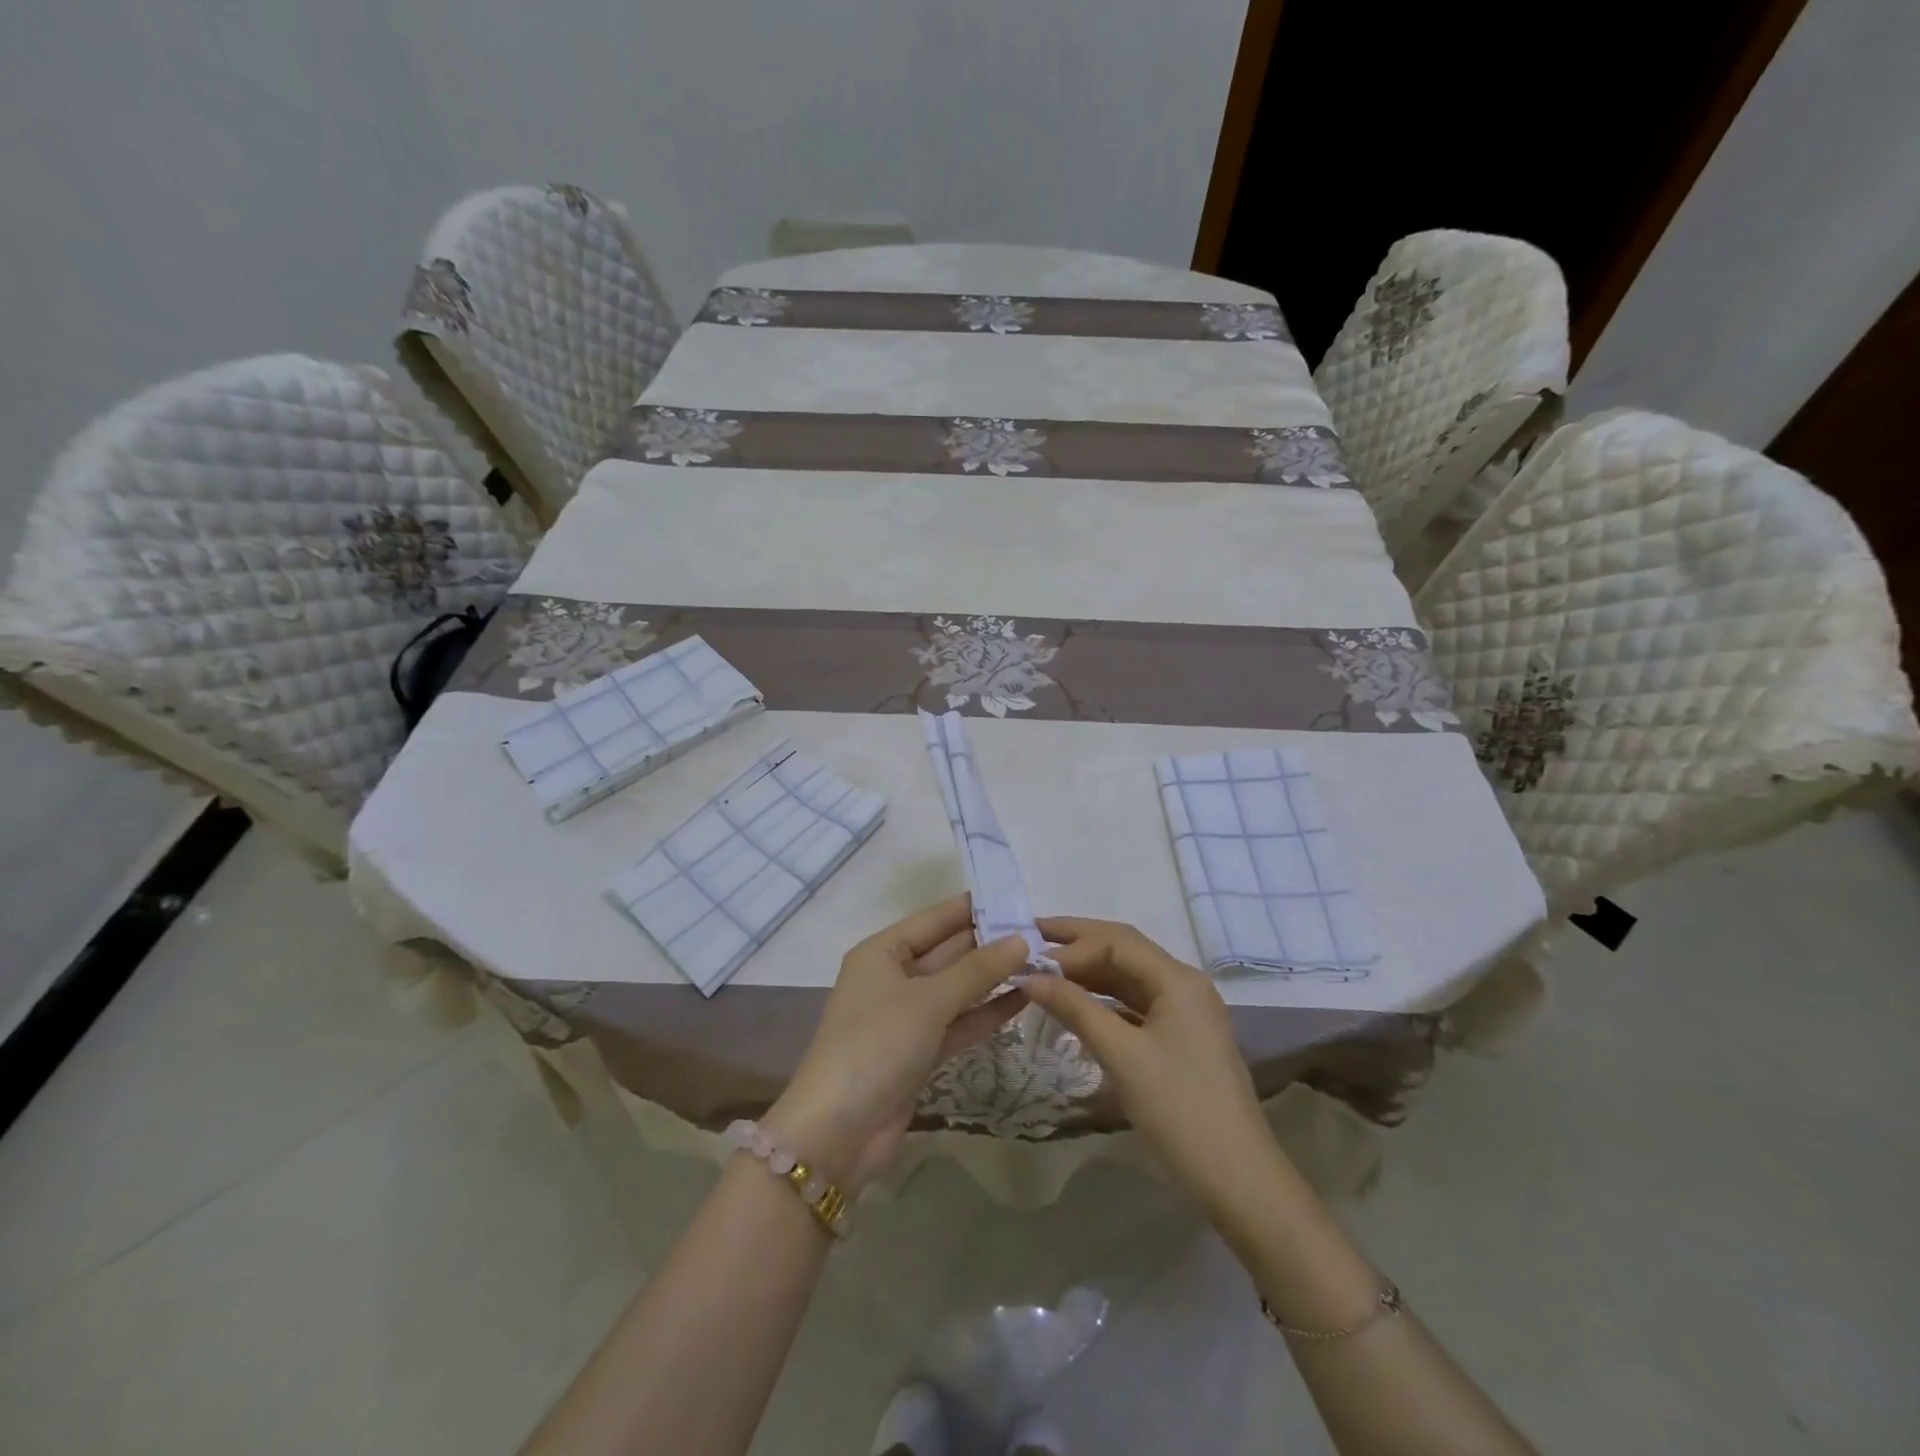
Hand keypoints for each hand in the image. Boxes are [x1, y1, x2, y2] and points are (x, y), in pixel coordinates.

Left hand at [764, 896, 1029, 1189]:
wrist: (837, 1133)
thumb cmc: (877, 1045)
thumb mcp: (928, 1001)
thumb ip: (977, 970)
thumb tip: (1020, 939)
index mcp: (882, 952)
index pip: (935, 919)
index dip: (973, 907)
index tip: (1016, 897)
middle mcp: (893, 977)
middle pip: (948, 952)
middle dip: (990, 943)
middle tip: (1040, 933)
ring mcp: (907, 1017)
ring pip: (957, 988)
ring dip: (993, 979)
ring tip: (1041, 962)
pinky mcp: (920, 1051)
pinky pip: (958, 1022)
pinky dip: (986, 1013)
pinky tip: (1023, 1000)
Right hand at [1020, 918, 1276, 1215]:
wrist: (1237, 1179)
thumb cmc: (1178, 1108)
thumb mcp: (1121, 1055)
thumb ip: (1075, 1008)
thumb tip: (1030, 977)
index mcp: (1178, 979)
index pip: (1116, 942)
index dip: (1072, 946)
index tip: (1032, 962)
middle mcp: (1184, 985)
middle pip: (1125, 949)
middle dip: (1079, 941)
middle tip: (1034, 932)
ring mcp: (1185, 1012)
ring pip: (1130, 976)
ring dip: (1090, 970)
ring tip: (1047, 967)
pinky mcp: (1181, 1038)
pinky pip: (1136, 1003)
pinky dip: (1105, 999)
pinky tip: (1078, 1004)